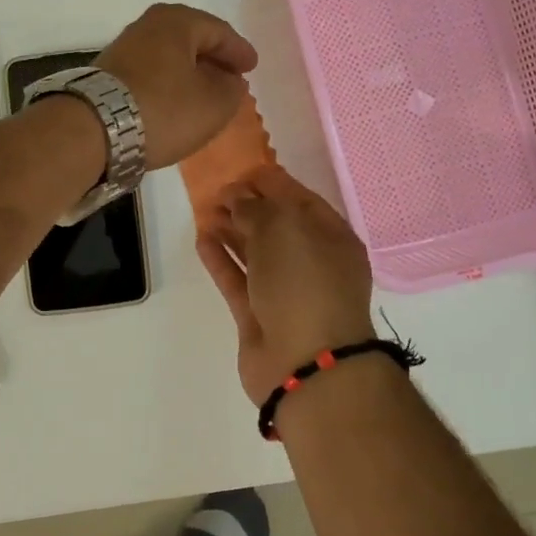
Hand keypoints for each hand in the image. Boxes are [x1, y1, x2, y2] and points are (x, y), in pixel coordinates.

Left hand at [94, 4, 258, 170]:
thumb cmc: (163, 109)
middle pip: (190, 40)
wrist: (93, 130)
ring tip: (204, 94)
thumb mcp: (214, 104)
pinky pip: (150, 74)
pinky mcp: (107, 74)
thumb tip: (230, 81)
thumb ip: (232, 89)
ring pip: (168, 57)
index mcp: (177, 21)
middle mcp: (147, 26)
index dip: (239, 51)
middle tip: (230, 78)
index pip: (219, 31)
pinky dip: (167, 85)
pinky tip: (173, 103)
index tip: (252, 67)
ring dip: (188, 74)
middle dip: (212, 59)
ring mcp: (123, 48)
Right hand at [195, 168, 375, 406]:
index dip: (272, 184)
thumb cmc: (304, 283)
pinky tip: (202, 240)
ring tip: (204, 211)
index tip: (240, 171)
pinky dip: (221, 261)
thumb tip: (237, 198)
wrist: (306, 363)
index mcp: (333, 239)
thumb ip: (256, 208)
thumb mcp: (283, 229)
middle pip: (277, 228)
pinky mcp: (259, 318)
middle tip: (216, 191)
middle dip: (248, 207)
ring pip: (256, 254)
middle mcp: (313, 264)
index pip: (301, 201)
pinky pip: (239, 281)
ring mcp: (286, 294)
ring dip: (231, 232)